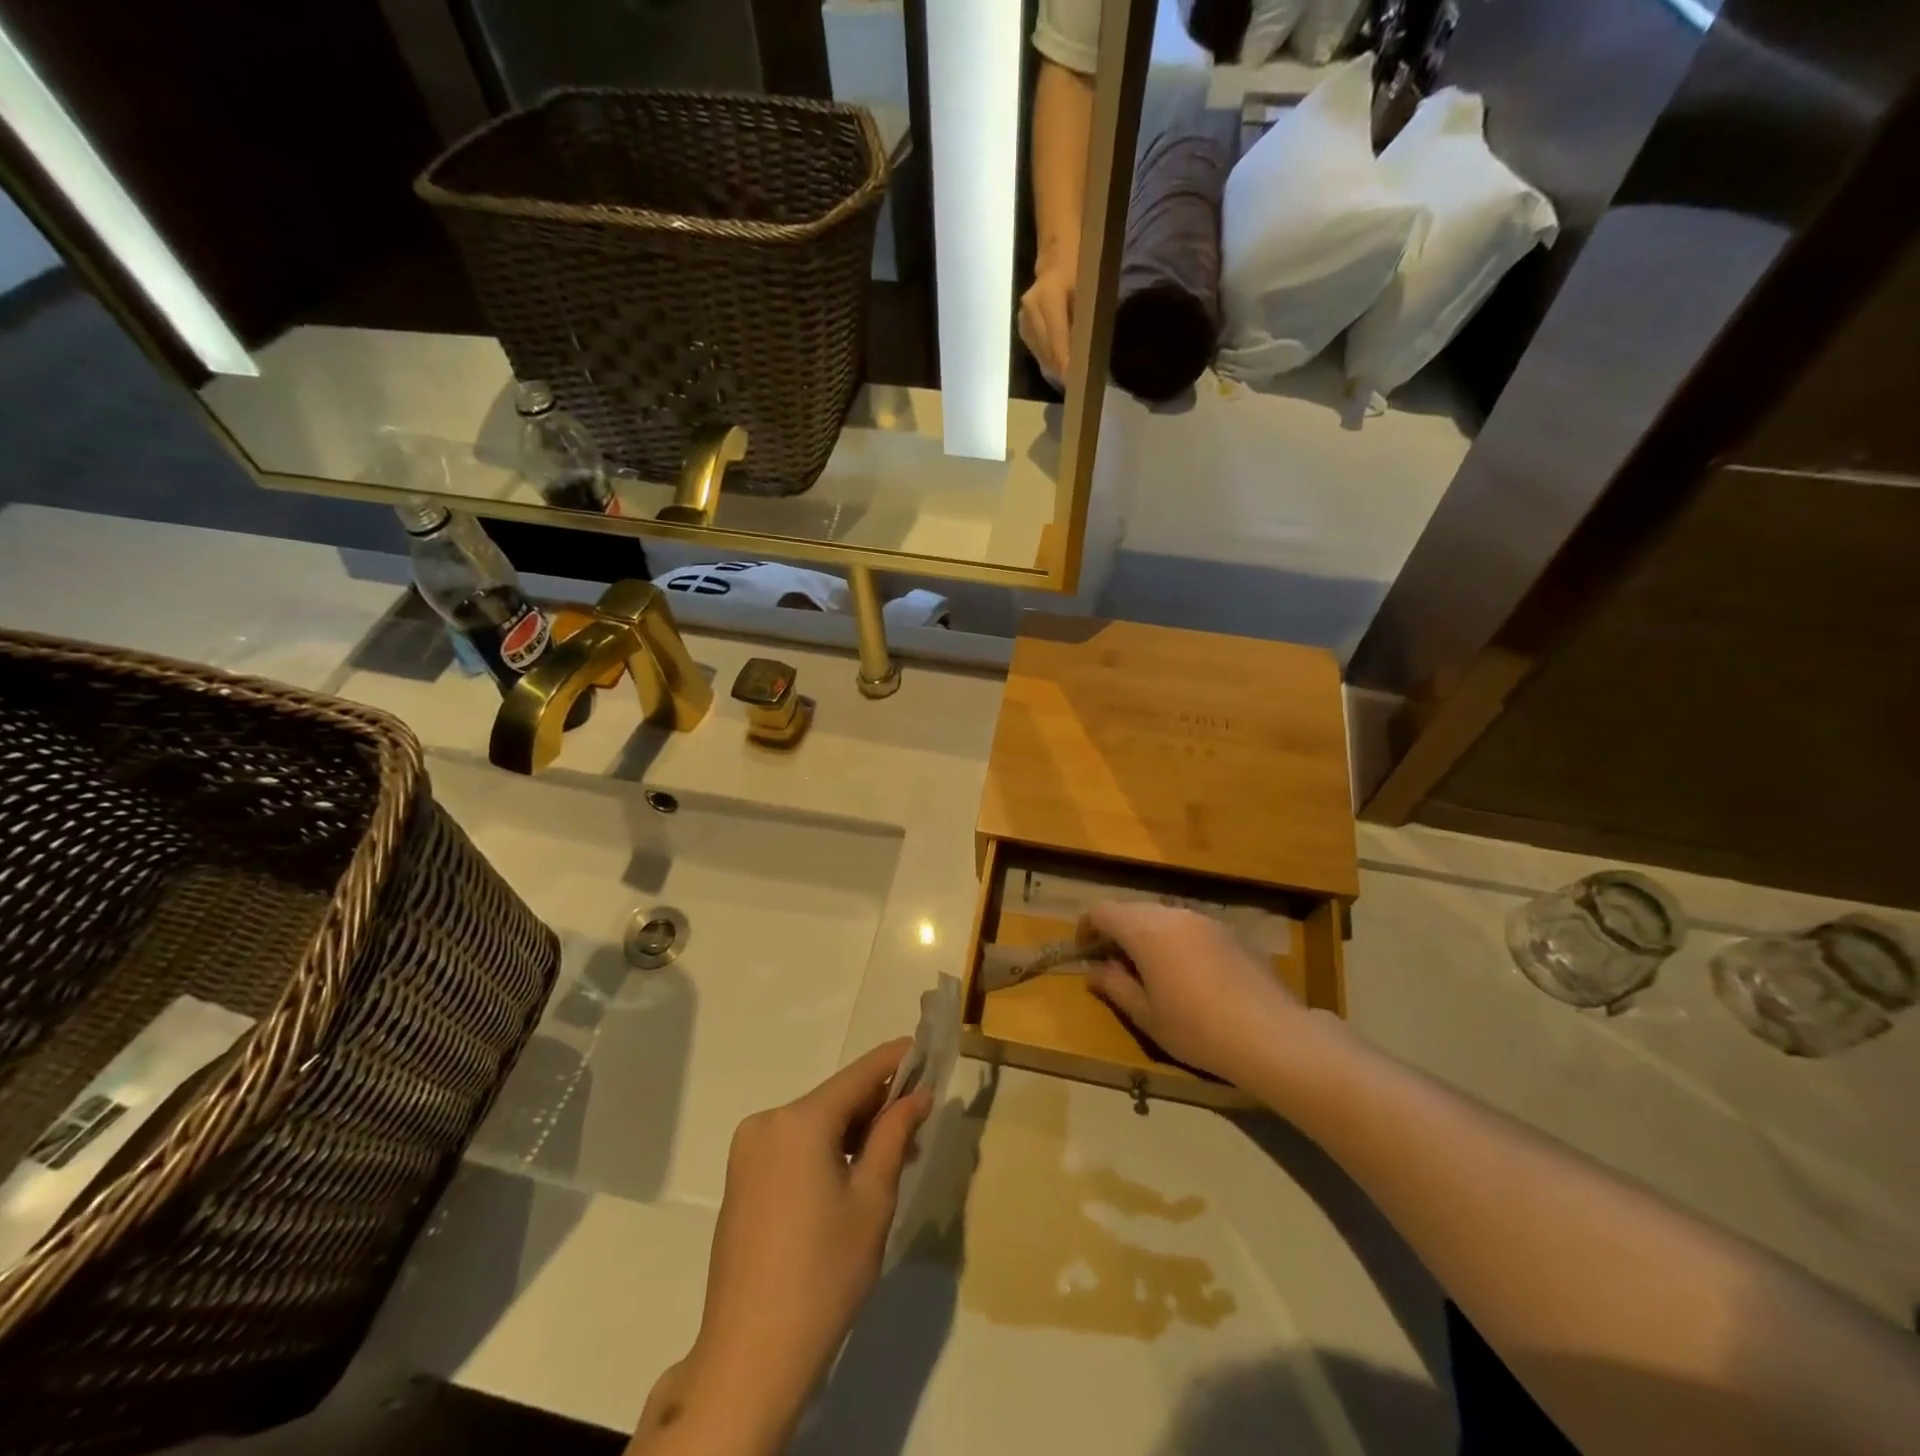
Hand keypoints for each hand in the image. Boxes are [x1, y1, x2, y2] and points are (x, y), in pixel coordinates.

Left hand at [647, 1041, 931, 1452]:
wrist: (751, 1356)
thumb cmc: (824, 1273)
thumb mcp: (873, 1200)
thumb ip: (894, 1136)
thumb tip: (917, 1096)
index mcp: (799, 1121)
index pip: (858, 1075)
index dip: (893, 1060)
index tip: (923, 1047)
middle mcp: (767, 1123)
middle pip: (834, 1100)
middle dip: (876, 1105)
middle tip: (919, 1117)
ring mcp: (748, 1152)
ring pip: (813, 1124)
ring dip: (852, 1131)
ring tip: (894, 1152)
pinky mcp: (741, 1180)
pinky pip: (793, 1147)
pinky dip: (825, 1150)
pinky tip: (852, 1173)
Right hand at [1019, 246, 1076, 384]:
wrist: (1058, 255)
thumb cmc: (1081, 268)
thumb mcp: (1089, 290)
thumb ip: (1084, 323)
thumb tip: (1085, 357)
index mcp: (1047, 298)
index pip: (1056, 342)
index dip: (1066, 364)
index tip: (1077, 382)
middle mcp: (1031, 310)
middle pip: (1046, 351)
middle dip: (1061, 369)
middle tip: (1076, 384)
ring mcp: (1023, 319)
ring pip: (1040, 353)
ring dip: (1054, 366)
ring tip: (1069, 376)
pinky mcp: (1022, 326)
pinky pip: (1035, 349)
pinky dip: (1048, 358)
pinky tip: (1058, 363)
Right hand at [1082, 903, 1310, 1089]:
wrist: (1272, 1036)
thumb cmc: (1197, 1028)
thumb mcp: (1146, 1015)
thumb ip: (1115, 986)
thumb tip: (1094, 971)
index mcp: (1145, 930)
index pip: (1102, 911)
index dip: (1087, 928)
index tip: (1084, 953)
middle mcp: (1173, 914)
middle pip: (1133, 910)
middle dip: (1117, 932)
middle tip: (1114, 966)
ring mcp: (1206, 920)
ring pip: (1163, 918)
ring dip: (1148, 936)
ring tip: (1152, 972)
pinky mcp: (1231, 933)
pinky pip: (1190, 928)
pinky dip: (1177, 942)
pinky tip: (1189, 977)